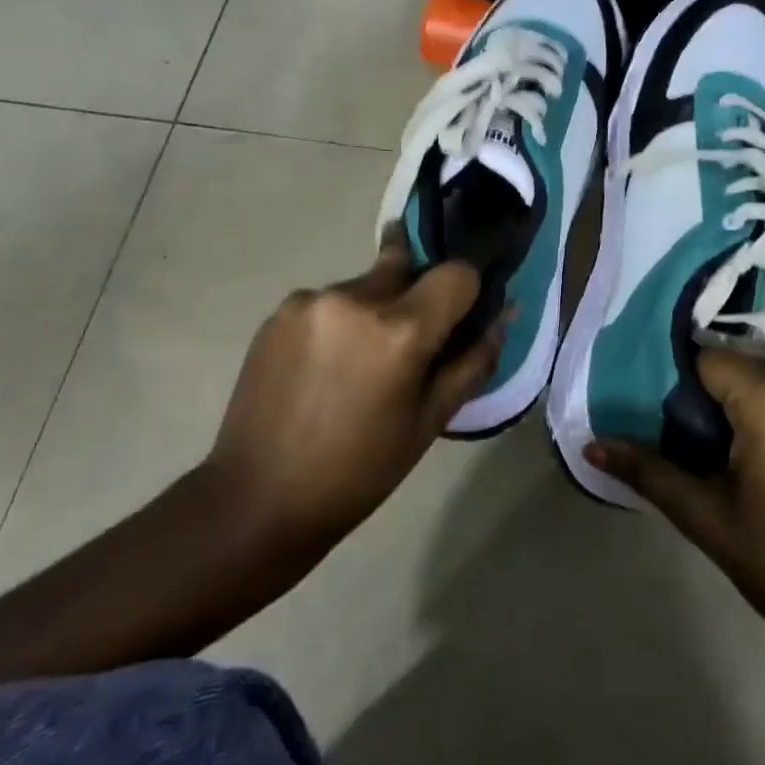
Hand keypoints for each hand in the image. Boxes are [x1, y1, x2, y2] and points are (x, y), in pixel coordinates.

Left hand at [204, 233, 502, 569]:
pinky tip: (323, 368)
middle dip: (417, 295)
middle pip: (407, 266)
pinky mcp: (279, 310)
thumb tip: (505, 314)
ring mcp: (310, 299)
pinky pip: (328, 301)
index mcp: (400, 329)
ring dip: (374, 311)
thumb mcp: (431, 421)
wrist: (258, 498)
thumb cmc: (360, 470)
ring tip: (355, 366)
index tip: (459, 319)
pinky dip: (338, 323)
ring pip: (366, 285)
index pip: (456, 272)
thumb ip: (474, 360)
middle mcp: (355, 297)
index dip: (467, 292)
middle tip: (406, 344)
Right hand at [584, 350, 764, 631]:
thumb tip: (591, 445)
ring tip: (738, 461)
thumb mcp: (705, 516)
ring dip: (747, 408)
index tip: (672, 426)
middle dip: (715, 401)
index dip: (684, 390)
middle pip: (741, 370)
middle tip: (701, 452)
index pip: (709, 362)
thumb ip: (648, 470)